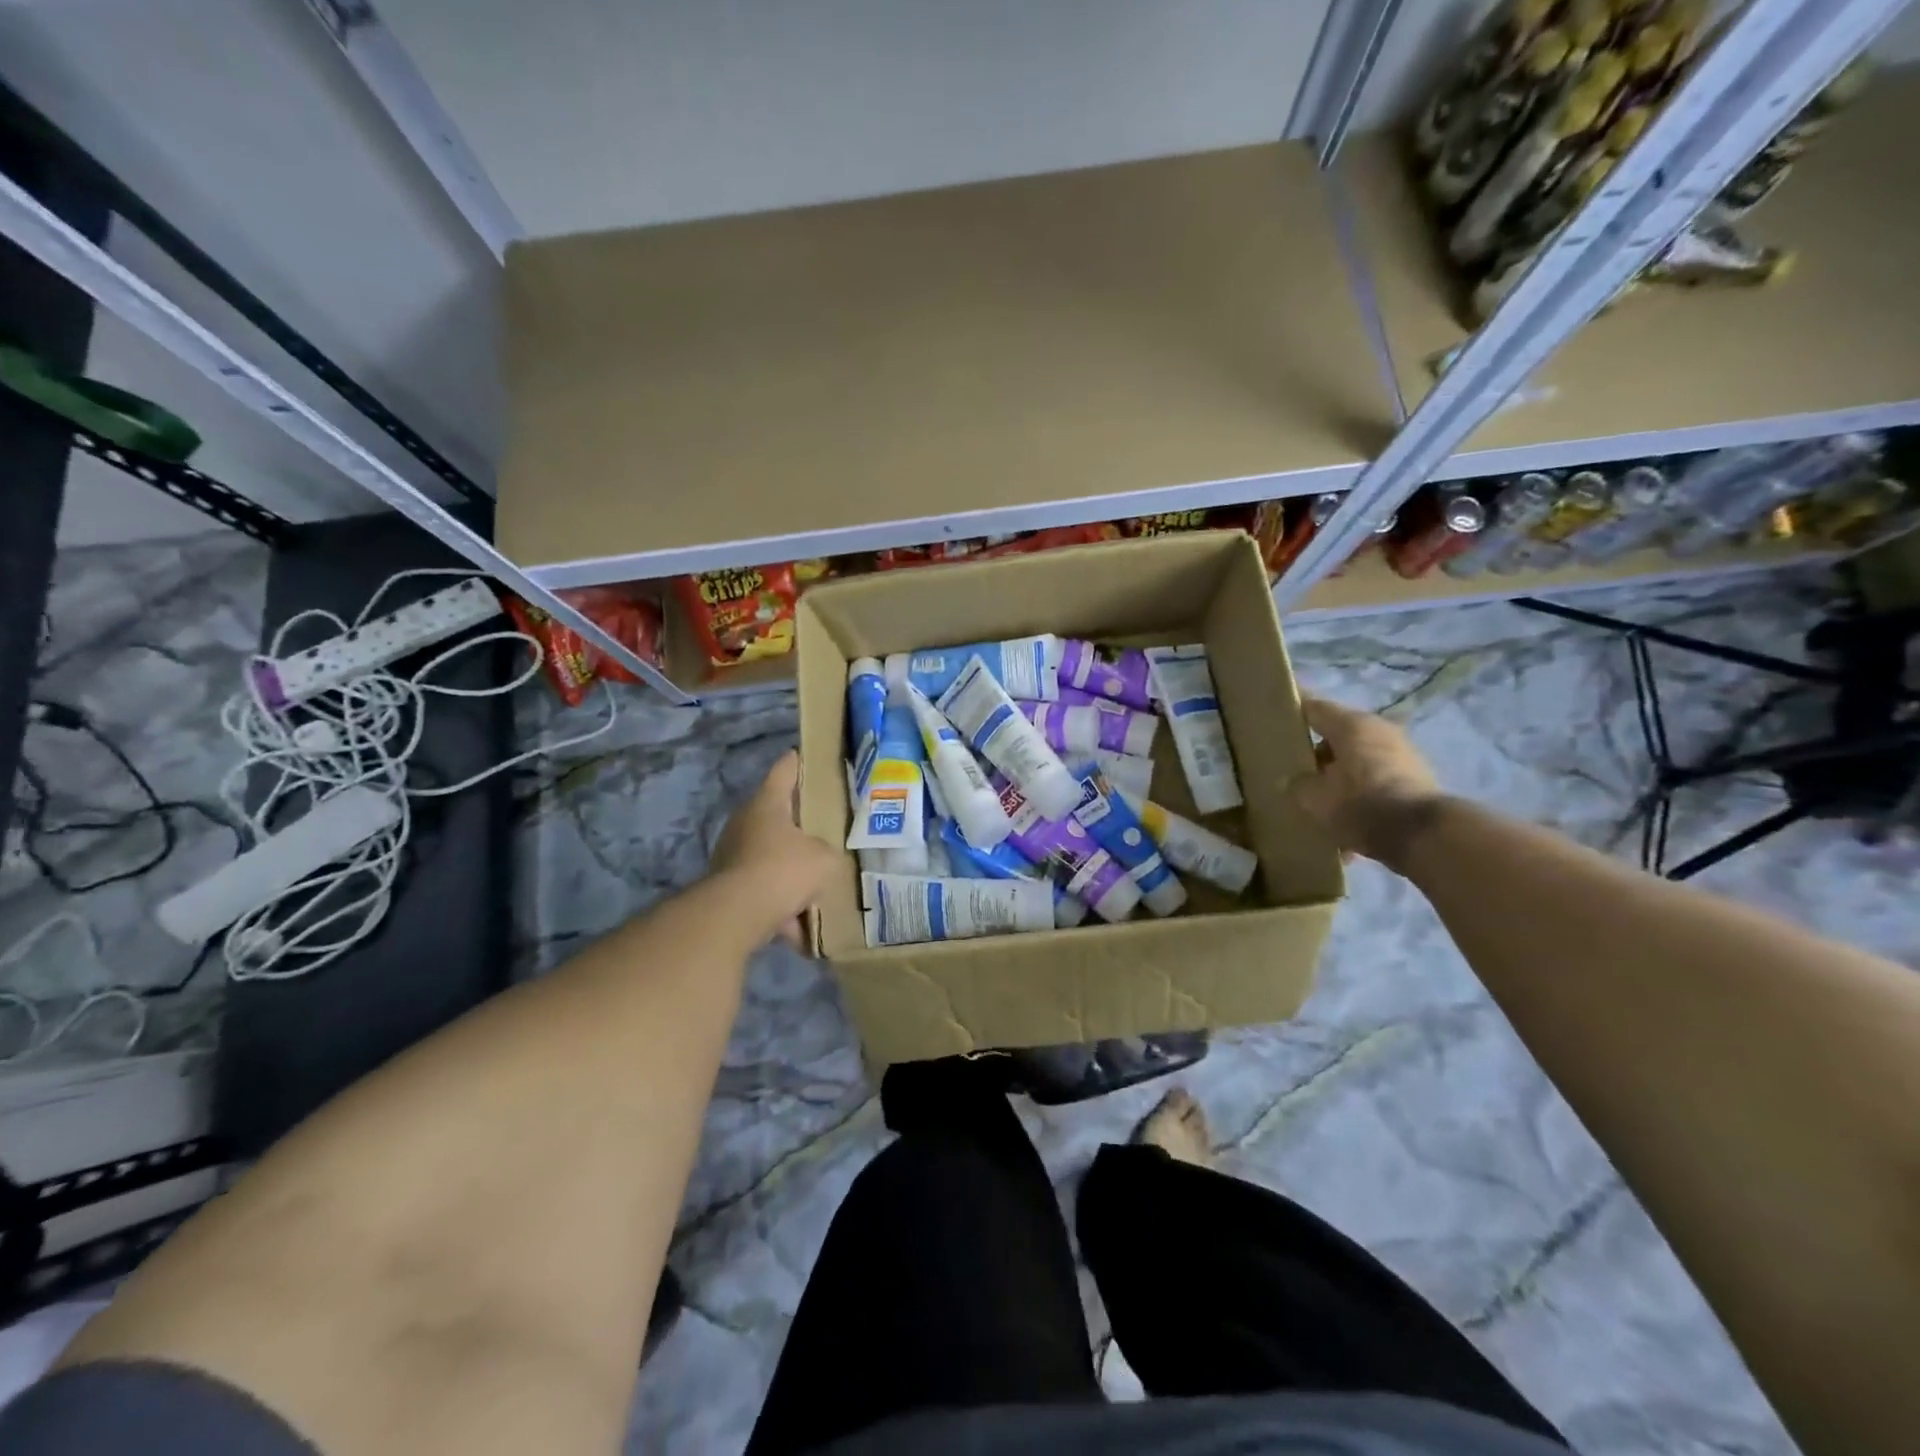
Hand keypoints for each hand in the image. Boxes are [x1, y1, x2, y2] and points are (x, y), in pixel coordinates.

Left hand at [709, 751, 841, 946]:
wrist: (737, 915)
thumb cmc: (784, 870)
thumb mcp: (824, 858)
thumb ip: (827, 851)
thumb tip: (821, 857)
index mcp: (767, 804)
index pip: (784, 771)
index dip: (796, 762)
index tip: (802, 755)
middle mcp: (745, 823)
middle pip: (775, 816)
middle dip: (797, 825)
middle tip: (822, 829)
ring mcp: (732, 855)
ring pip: (768, 858)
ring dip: (788, 871)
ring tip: (815, 887)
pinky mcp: (726, 887)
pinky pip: (762, 892)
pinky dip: (779, 908)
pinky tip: (799, 928)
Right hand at [1289, 695, 1443, 870]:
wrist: (1424, 836)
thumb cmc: (1361, 804)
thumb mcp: (1314, 798)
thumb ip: (1297, 785)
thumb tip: (1292, 781)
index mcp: (1351, 725)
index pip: (1313, 708)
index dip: (1293, 713)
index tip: (1276, 719)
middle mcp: (1379, 730)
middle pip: (1337, 737)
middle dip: (1316, 755)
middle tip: (1294, 773)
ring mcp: (1402, 754)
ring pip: (1357, 761)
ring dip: (1339, 778)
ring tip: (1321, 805)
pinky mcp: (1416, 779)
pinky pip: (1376, 781)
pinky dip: (1360, 796)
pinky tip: (1348, 825)